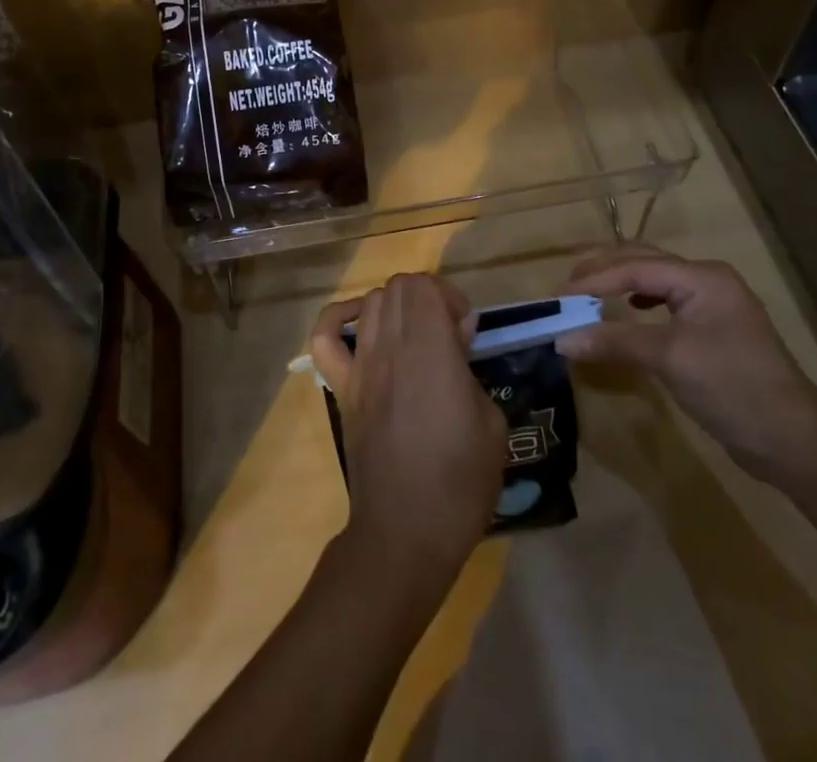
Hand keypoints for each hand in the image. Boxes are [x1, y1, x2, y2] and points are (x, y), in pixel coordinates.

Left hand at [309, 274, 507, 588]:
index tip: (466, 332)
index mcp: (430, 351)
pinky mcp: (342, 387)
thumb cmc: (459, 483)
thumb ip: (472, 371)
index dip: (449, 298)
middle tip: (446, 335)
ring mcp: (360, 365)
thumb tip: (457, 341)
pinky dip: (339, 319)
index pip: (424, 285)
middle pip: (398, 287)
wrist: (405, 532)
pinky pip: (325, 338)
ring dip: (396, 308)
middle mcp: (390, 346)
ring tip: (415, 339)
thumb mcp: (492, 425)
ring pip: (370, 302)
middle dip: (427, 298)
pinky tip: (361, 328)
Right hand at [555, 246, 816, 482]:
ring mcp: (713, 304)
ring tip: (587, 294)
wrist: (793, 441)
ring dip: (619, 283)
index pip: (636, 268)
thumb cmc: (732, 388)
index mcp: (702, 278)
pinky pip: (665, 300)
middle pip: (644, 262)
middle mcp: (708, 280)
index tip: (557, 296)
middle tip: (566, 288)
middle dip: (603, 271)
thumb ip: (614, 342)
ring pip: (654, 279)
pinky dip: (638, 300)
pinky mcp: (713, 328)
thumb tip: (561, 340)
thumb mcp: (669, 360)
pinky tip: (628, 310)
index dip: (594, 280)